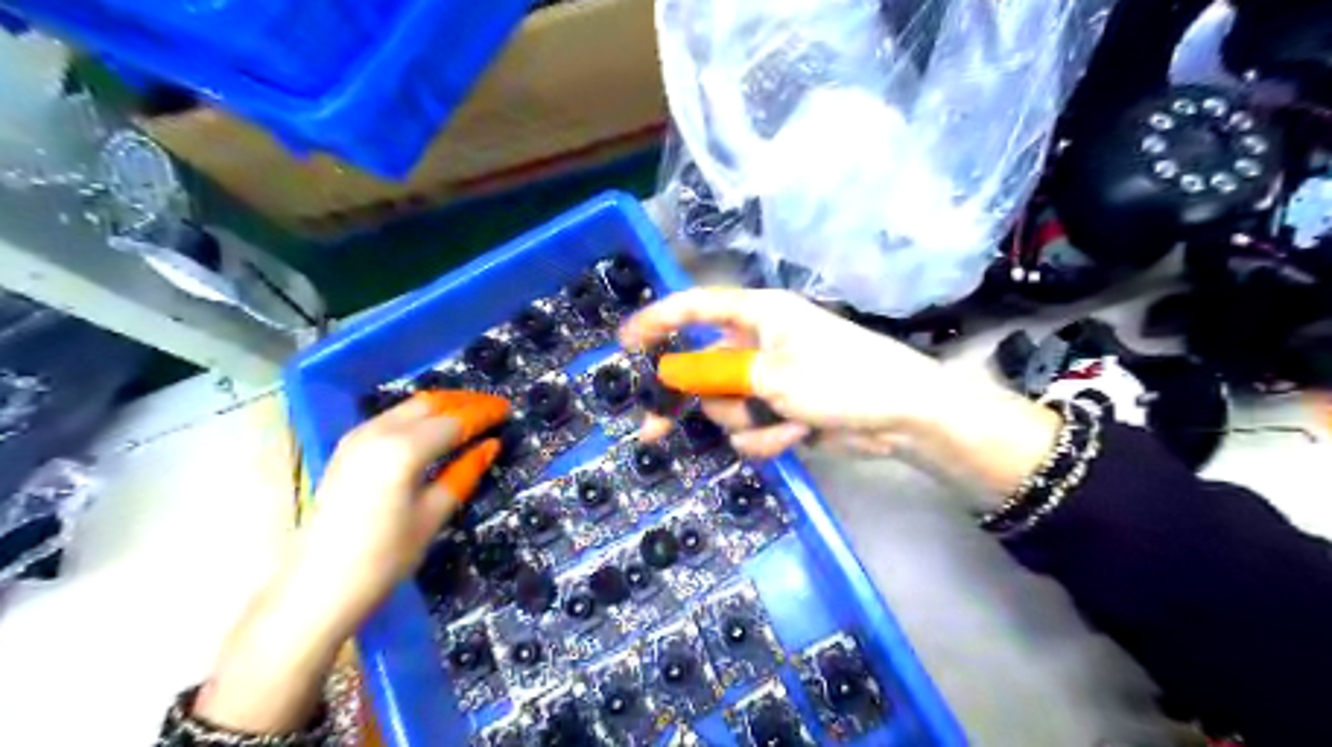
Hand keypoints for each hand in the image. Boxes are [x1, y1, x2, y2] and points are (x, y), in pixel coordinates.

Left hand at [197, 391, 508, 735]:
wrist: (316, 588)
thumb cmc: (383, 559)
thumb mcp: (432, 516)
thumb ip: (463, 474)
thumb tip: (490, 446)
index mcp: (404, 450)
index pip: (455, 421)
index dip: (484, 414)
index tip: (508, 410)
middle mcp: (378, 433)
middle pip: (430, 404)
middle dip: (465, 402)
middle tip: (494, 408)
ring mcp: (357, 438)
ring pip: (409, 407)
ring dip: (443, 405)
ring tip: (470, 415)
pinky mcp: (347, 448)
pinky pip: (392, 417)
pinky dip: (419, 416)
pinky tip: (434, 428)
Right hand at [622, 289, 1063, 496]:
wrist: (904, 418)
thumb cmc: (842, 378)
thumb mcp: (772, 374)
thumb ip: (716, 373)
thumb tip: (670, 374)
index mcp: (759, 315)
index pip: (697, 307)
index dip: (658, 321)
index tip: (624, 343)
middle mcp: (760, 343)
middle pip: (703, 369)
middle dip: (690, 401)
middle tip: (652, 430)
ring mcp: (771, 379)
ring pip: (727, 405)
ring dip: (746, 421)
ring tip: (781, 421)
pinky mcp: (783, 410)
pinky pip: (752, 427)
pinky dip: (767, 437)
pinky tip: (796, 435)